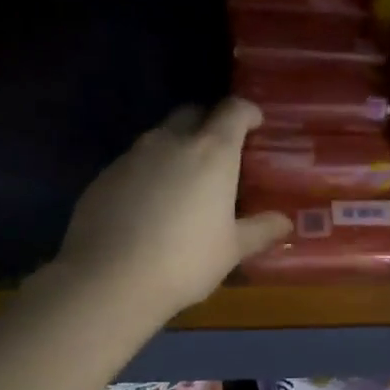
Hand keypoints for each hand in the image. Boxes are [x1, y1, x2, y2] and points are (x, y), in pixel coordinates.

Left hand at [56, 99, 291, 318]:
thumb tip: (284, 222)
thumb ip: (259, 230)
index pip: (233, 110)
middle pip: (193, 113)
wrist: (110, 279)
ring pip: (160, 136)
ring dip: (177, 147)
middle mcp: (171, 141)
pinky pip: (135, 161)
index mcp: (212, 152)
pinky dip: (149, 171)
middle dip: (210, 123)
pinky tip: (151, 203)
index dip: (247, 112)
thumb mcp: (231, 249)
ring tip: (185, 180)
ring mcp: (133, 155)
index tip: (255, 123)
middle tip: (221, 151)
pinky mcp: (105, 175)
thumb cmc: (185, 261)